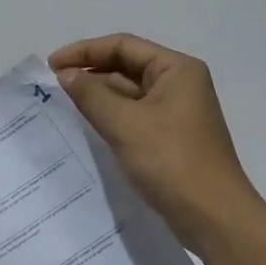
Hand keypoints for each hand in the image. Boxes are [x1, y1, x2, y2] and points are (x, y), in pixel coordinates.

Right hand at [49, 34, 262, 242]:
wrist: (214, 218)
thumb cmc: (172, 162)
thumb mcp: (125, 124)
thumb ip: (91, 95)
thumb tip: (65, 74)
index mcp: (177, 69)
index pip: (124, 46)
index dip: (85, 51)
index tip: (51, 65)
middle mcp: (180, 84)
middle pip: (127, 66)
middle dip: (91, 73)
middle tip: (53, 86)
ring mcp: (176, 112)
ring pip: (129, 93)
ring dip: (99, 96)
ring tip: (63, 103)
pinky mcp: (171, 137)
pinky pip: (135, 116)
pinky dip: (111, 116)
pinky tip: (87, 125)